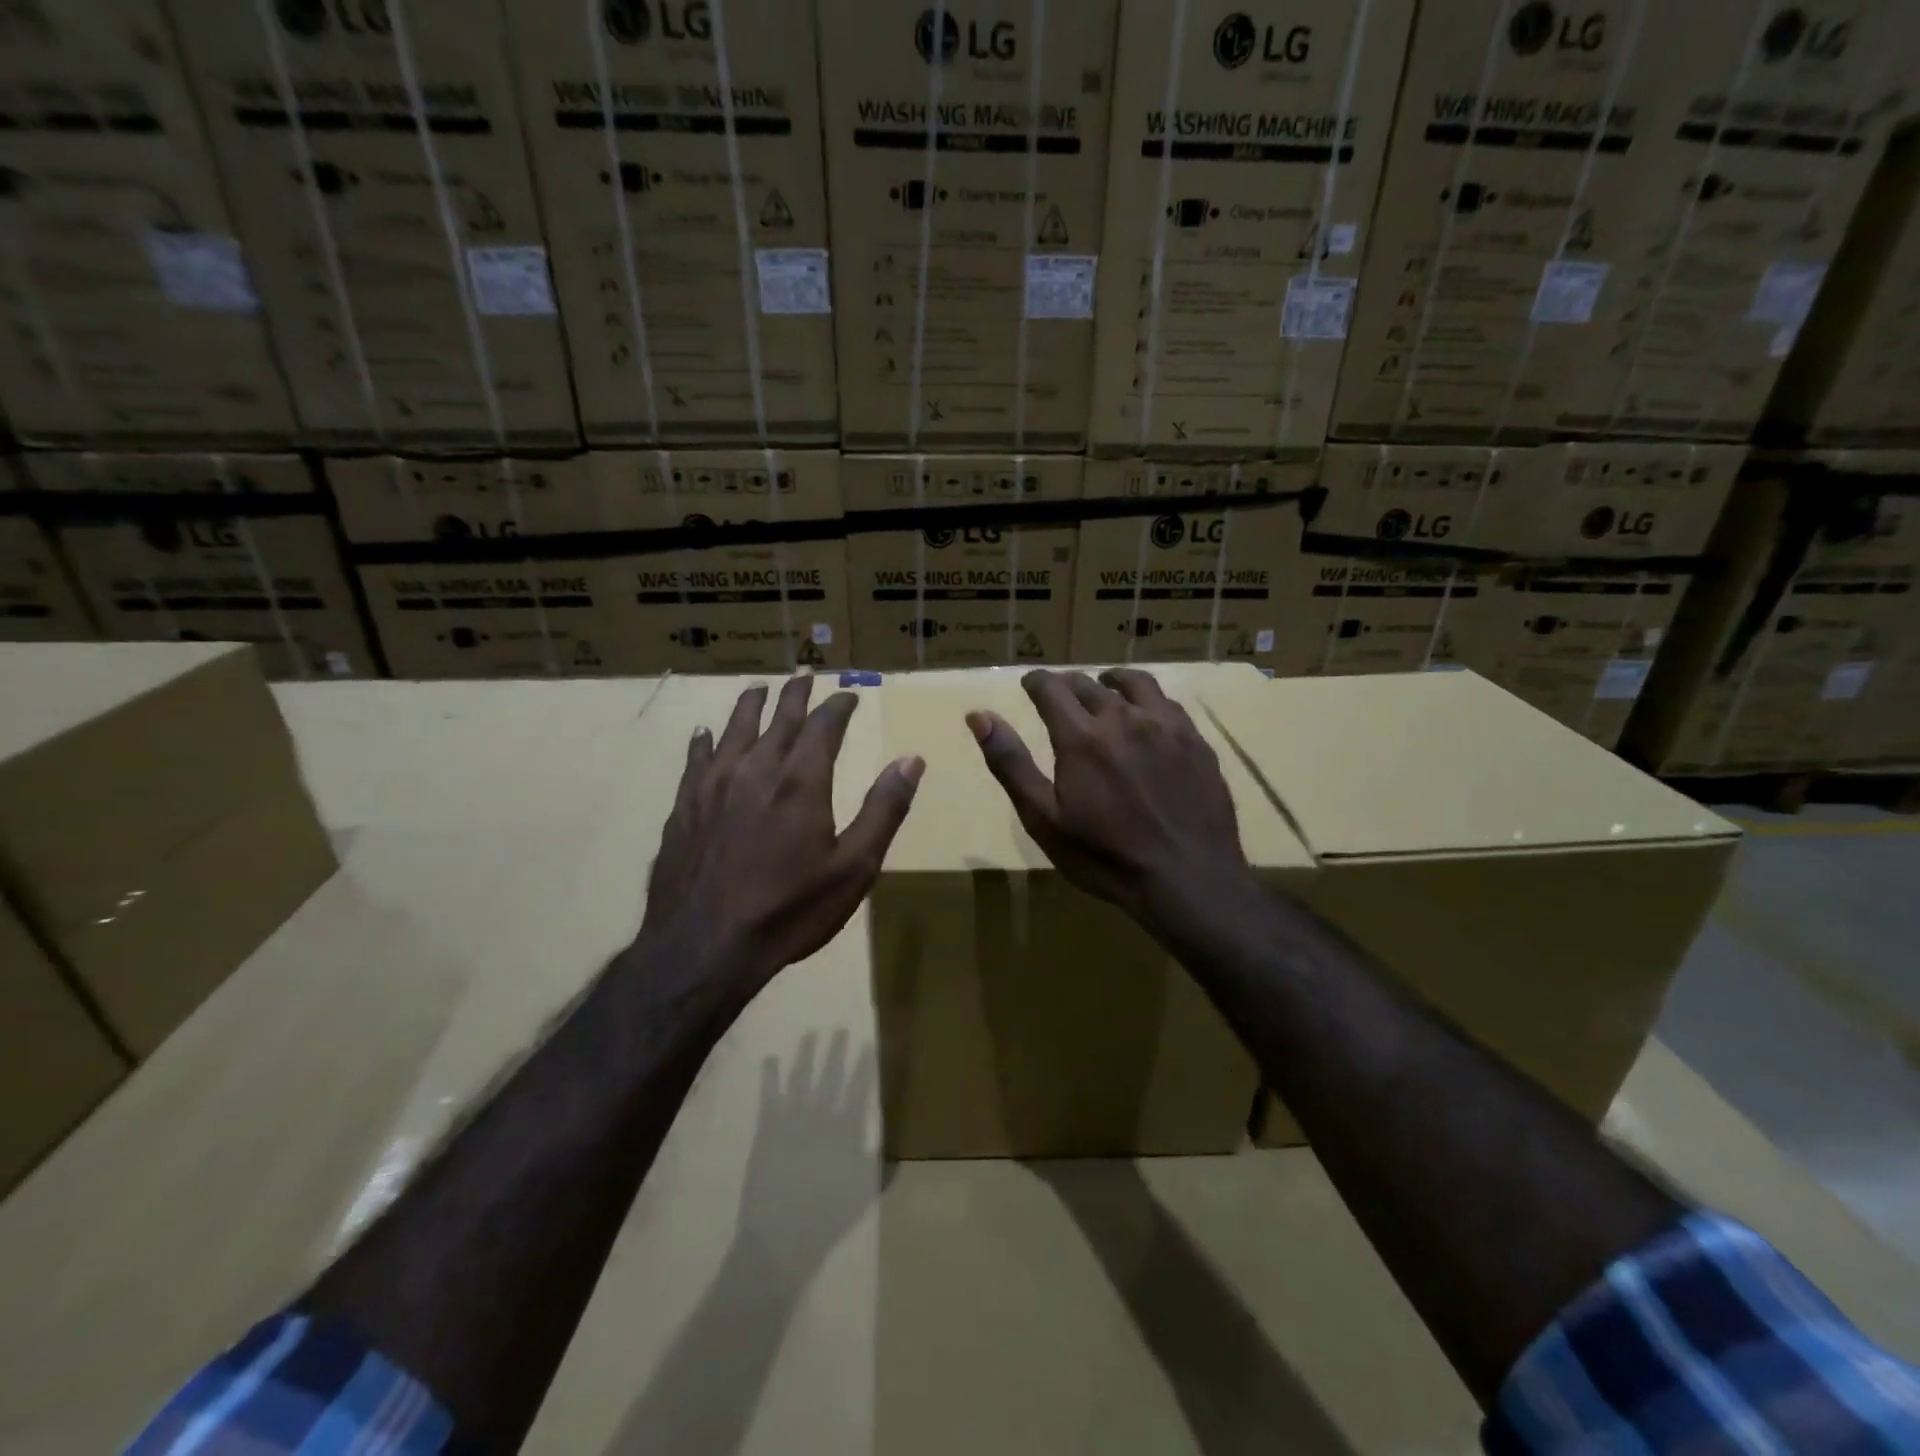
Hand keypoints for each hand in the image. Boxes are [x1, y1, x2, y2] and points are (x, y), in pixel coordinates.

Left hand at [641, 677, 923, 993]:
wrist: (704, 947)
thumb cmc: (790, 910)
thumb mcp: (854, 867)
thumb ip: (884, 809)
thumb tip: (911, 760)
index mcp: (801, 780)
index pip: (824, 724)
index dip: (839, 706)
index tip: (849, 695)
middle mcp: (756, 769)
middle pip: (778, 717)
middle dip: (796, 695)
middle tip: (805, 678)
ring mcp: (713, 785)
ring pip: (734, 728)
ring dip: (750, 705)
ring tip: (758, 690)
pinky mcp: (684, 806)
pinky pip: (696, 759)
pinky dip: (705, 740)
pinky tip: (704, 734)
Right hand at [966, 669, 1252, 930]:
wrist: (1187, 878)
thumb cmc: (1104, 856)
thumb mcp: (1044, 819)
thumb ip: (1011, 763)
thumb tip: (978, 716)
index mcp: (1081, 737)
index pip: (1051, 689)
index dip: (1036, 682)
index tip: (1029, 683)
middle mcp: (1123, 718)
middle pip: (1089, 685)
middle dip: (1068, 684)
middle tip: (1061, 693)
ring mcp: (1165, 726)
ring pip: (1134, 683)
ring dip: (1112, 681)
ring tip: (1106, 686)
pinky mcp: (1195, 741)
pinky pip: (1167, 703)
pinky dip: (1147, 698)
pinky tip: (1147, 714)